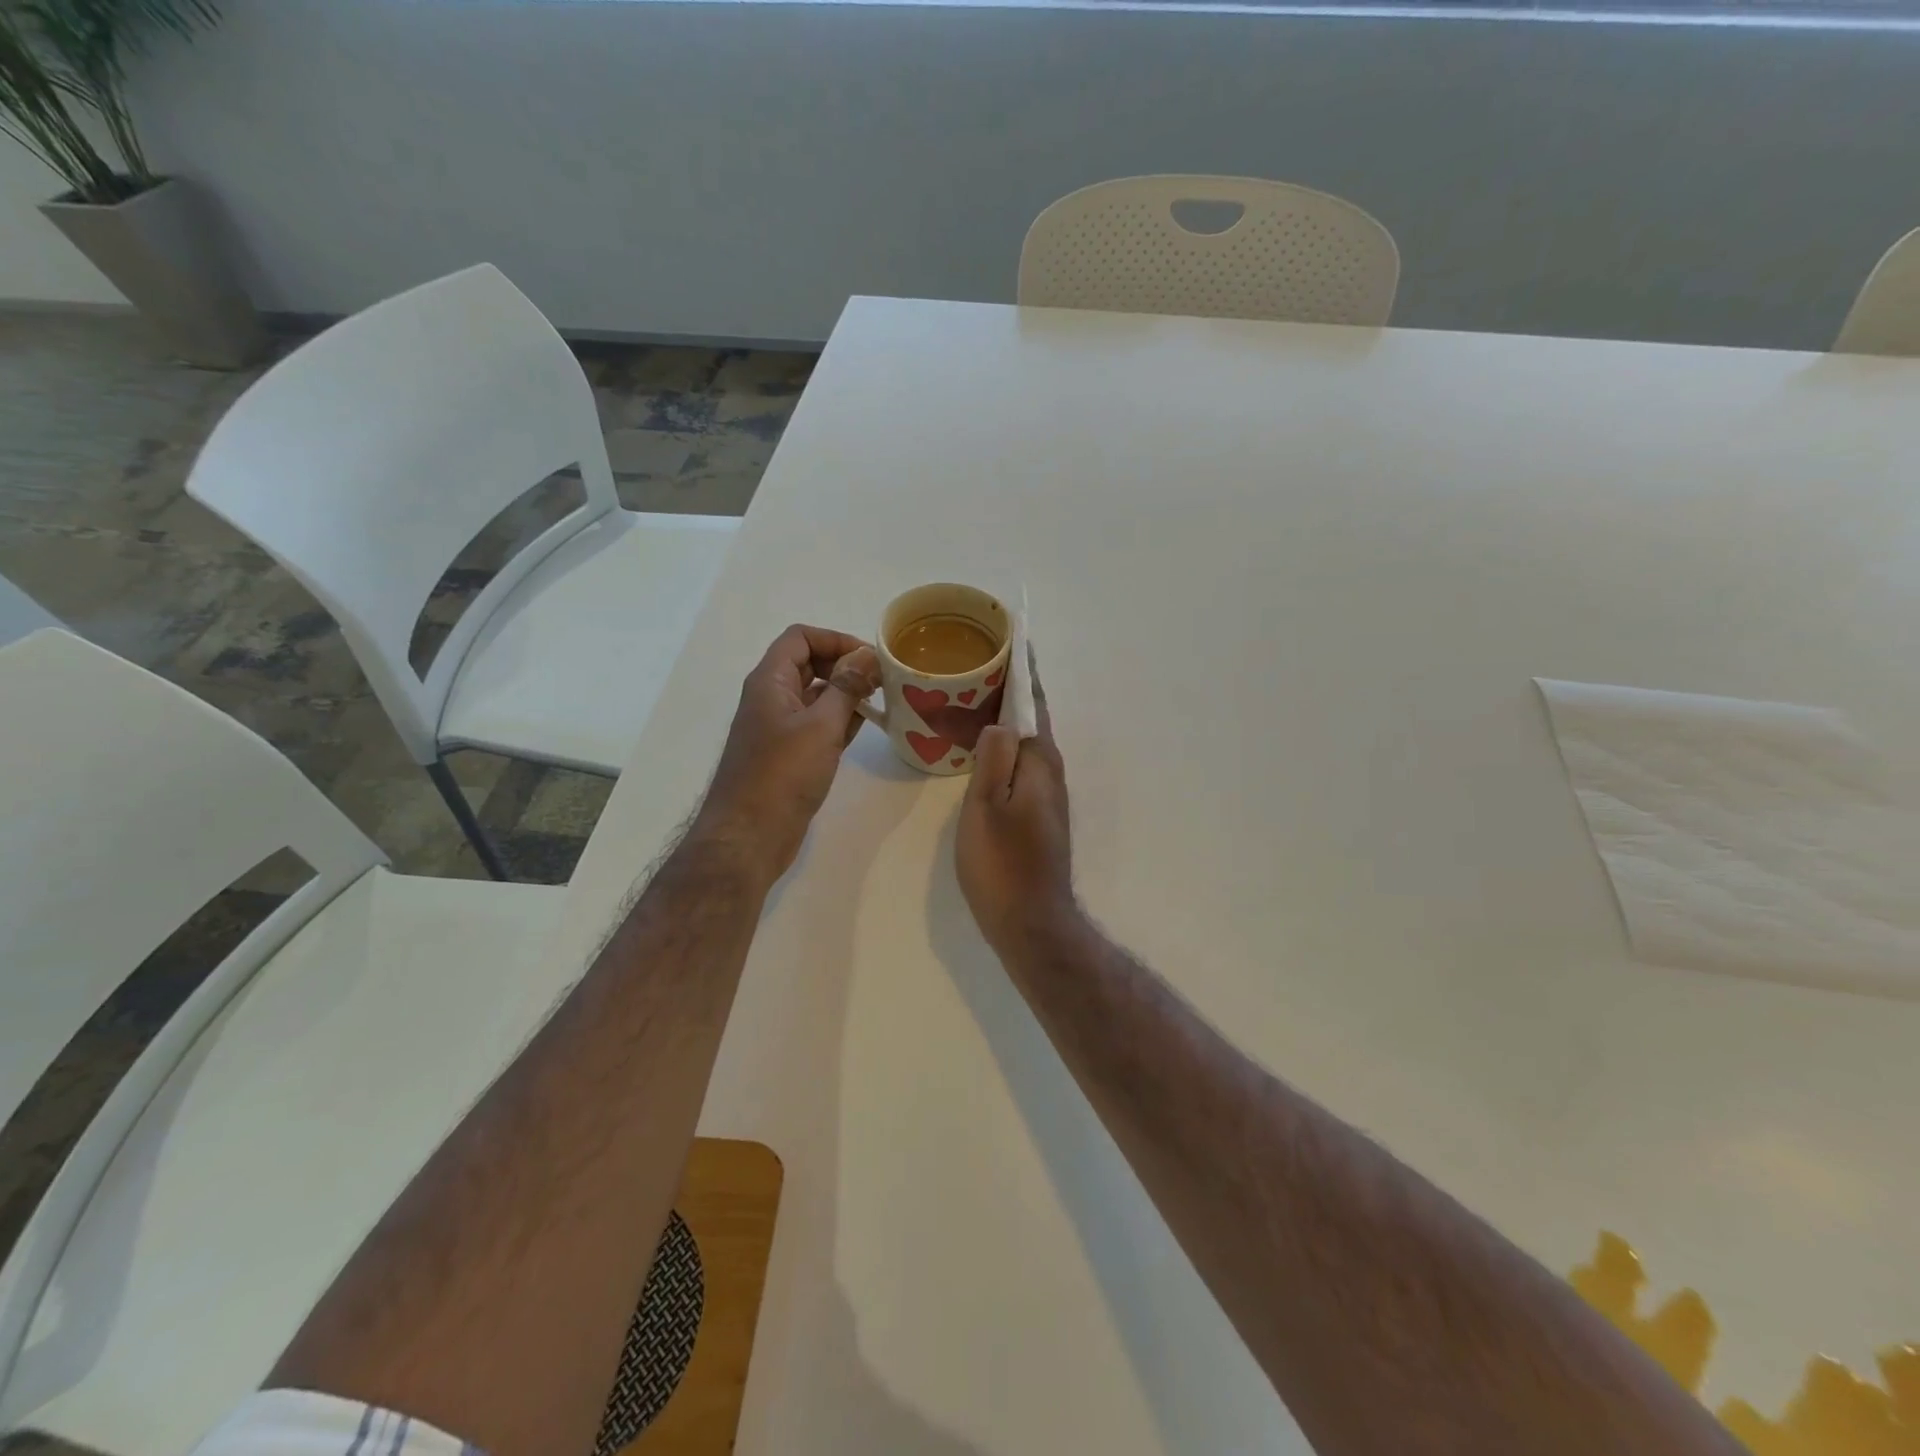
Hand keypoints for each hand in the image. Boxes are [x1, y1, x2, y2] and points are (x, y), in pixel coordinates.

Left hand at [691, 624, 880, 885]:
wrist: (749, 835)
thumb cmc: (782, 775)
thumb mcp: (821, 726)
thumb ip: (846, 687)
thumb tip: (867, 656)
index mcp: (770, 681)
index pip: (801, 638)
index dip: (835, 640)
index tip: (869, 659)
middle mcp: (771, 697)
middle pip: (808, 663)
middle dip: (844, 666)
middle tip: (880, 681)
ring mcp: (778, 727)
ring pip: (815, 695)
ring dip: (845, 693)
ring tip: (880, 702)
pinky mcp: (787, 754)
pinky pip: (816, 724)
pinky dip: (839, 719)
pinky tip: (864, 727)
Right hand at [956, 652, 1076, 951]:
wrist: (1030, 920)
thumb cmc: (1003, 862)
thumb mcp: (987, 804)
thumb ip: (994, 756)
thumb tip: (1000, 719)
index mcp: (1039, 761)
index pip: (1033, 702)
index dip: (1023, 670)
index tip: (1012, 638)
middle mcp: (1049, 771)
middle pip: (1030, 718)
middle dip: (1011, 688)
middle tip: (977, 663)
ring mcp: (1046, 794)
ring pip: (1024, 741)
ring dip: (1005, 716)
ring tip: (974, 696)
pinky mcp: (1037, 813)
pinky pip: (1019, 762)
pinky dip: (1002, 744)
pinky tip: (981, 747)